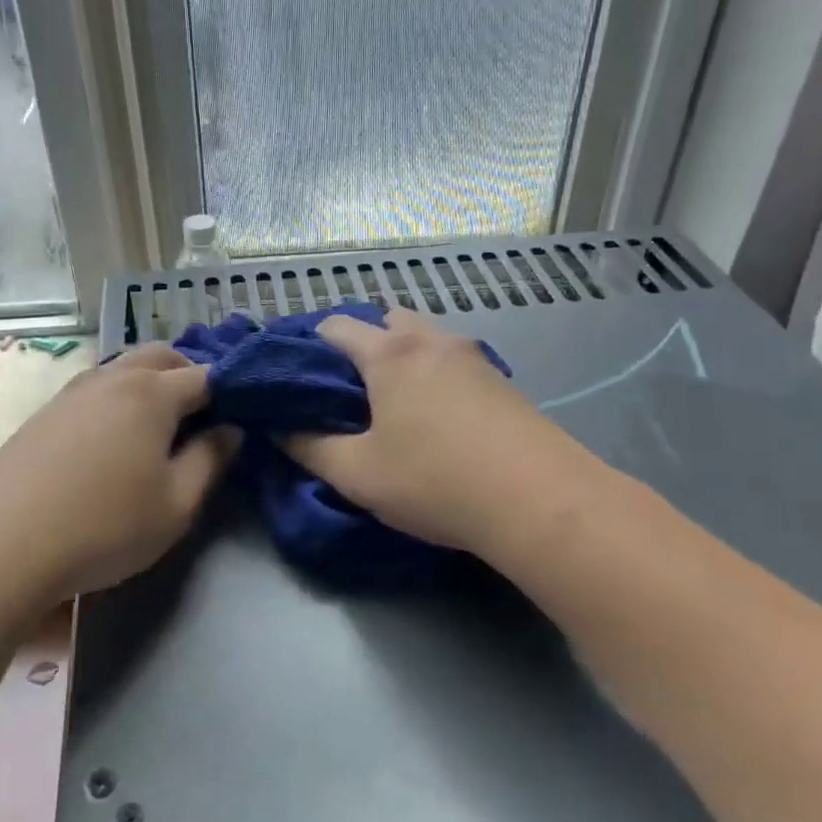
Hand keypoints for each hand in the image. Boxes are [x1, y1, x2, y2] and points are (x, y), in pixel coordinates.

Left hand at [0, 344, 237, 610]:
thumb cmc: (103, 527)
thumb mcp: (175, 505)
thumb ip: (210, 461)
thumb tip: (230, 430)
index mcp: (151, 393)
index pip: (205, 376)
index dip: (230, 392)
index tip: (243, 416)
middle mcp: (112, 378)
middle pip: (162, 357)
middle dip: (189, 376)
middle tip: (203, 417)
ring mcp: (72, 392)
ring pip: (123, 369)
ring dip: (150, 384)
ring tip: (159, 428)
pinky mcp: (44, 413)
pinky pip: (95, 389)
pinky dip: (117, 399)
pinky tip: (112, 440)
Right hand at [284, 307, 585, 554]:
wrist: (540, 501)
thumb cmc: (436, 481)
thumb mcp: (358, 474)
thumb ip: (309, 448)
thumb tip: (280, 429)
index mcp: (390, 353)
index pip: (336, 326)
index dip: (311, 345)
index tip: (300, 378)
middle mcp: (431, 340)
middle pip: (386, 320)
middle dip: (362, 344)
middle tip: (350, 391)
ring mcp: (473, 357)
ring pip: (425, 338)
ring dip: (403, 356)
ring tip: (395, 404)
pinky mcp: (502, 380)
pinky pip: (454, 360)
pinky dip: (435, 373)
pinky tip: (439, 416)